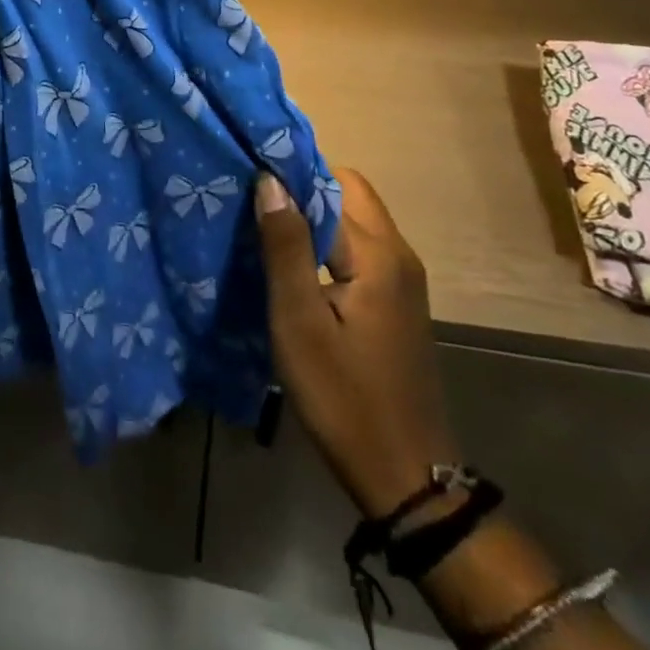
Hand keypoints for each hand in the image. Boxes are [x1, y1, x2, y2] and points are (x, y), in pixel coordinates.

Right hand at [256, 169, 460, 518]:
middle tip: (251, 203)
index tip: (246, 174)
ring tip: (261, 227)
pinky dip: (324, 242)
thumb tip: (268, 179)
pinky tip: (290, 264)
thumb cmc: (343, 396)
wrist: (404, 475)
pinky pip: (356, 247)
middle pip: (347, 193)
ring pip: (351, 220)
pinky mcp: (394, 300)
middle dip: (300, 190)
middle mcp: (397, 254)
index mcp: (377, 253)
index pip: (331, 184)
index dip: (288, 174)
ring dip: (310, 217)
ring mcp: (401, 279)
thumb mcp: (300, 322)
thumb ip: (285, 246)